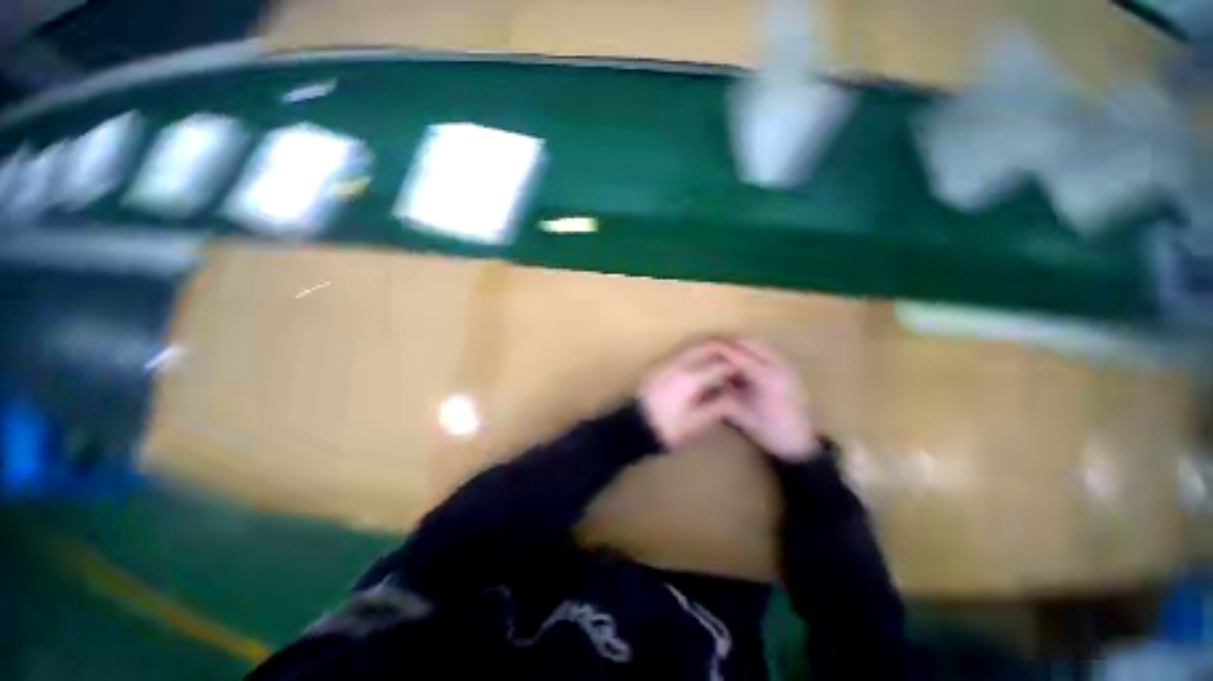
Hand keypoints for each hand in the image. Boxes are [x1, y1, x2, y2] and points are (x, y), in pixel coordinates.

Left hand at [639, 343, 737, 449]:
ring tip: (725, 351)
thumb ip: (718, 407)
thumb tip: (734, 395)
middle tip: (741, 352)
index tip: (748, 370)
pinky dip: (696, 349)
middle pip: (707, 345)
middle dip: (726, 346)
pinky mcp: (658, 363)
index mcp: (691, 379)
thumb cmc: (667, 429)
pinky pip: (682, 349)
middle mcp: (679, 363)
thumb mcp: (696, 424)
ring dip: (711, 344)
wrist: (633, 426)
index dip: (738, 366)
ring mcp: (666, 361)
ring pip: (693, 343)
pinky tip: (703, 358)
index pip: (721, 364)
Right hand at [715, 340, 819, 462]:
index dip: (718, 348)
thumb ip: (723, 392)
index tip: (702, 346)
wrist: (800, 443)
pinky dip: (750, 351)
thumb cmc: (769, 430)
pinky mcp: (788, 368)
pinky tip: (738, 361)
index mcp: (766, 377)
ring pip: (757, 344)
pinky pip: (765, 351)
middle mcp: (777, 365)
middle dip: (728, 342)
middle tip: (710, 346)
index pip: (737, 354)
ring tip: (722, 352)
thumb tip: (707, 377)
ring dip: (739, 345)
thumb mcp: (740, 413)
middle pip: (748, 342)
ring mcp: (785, 365)